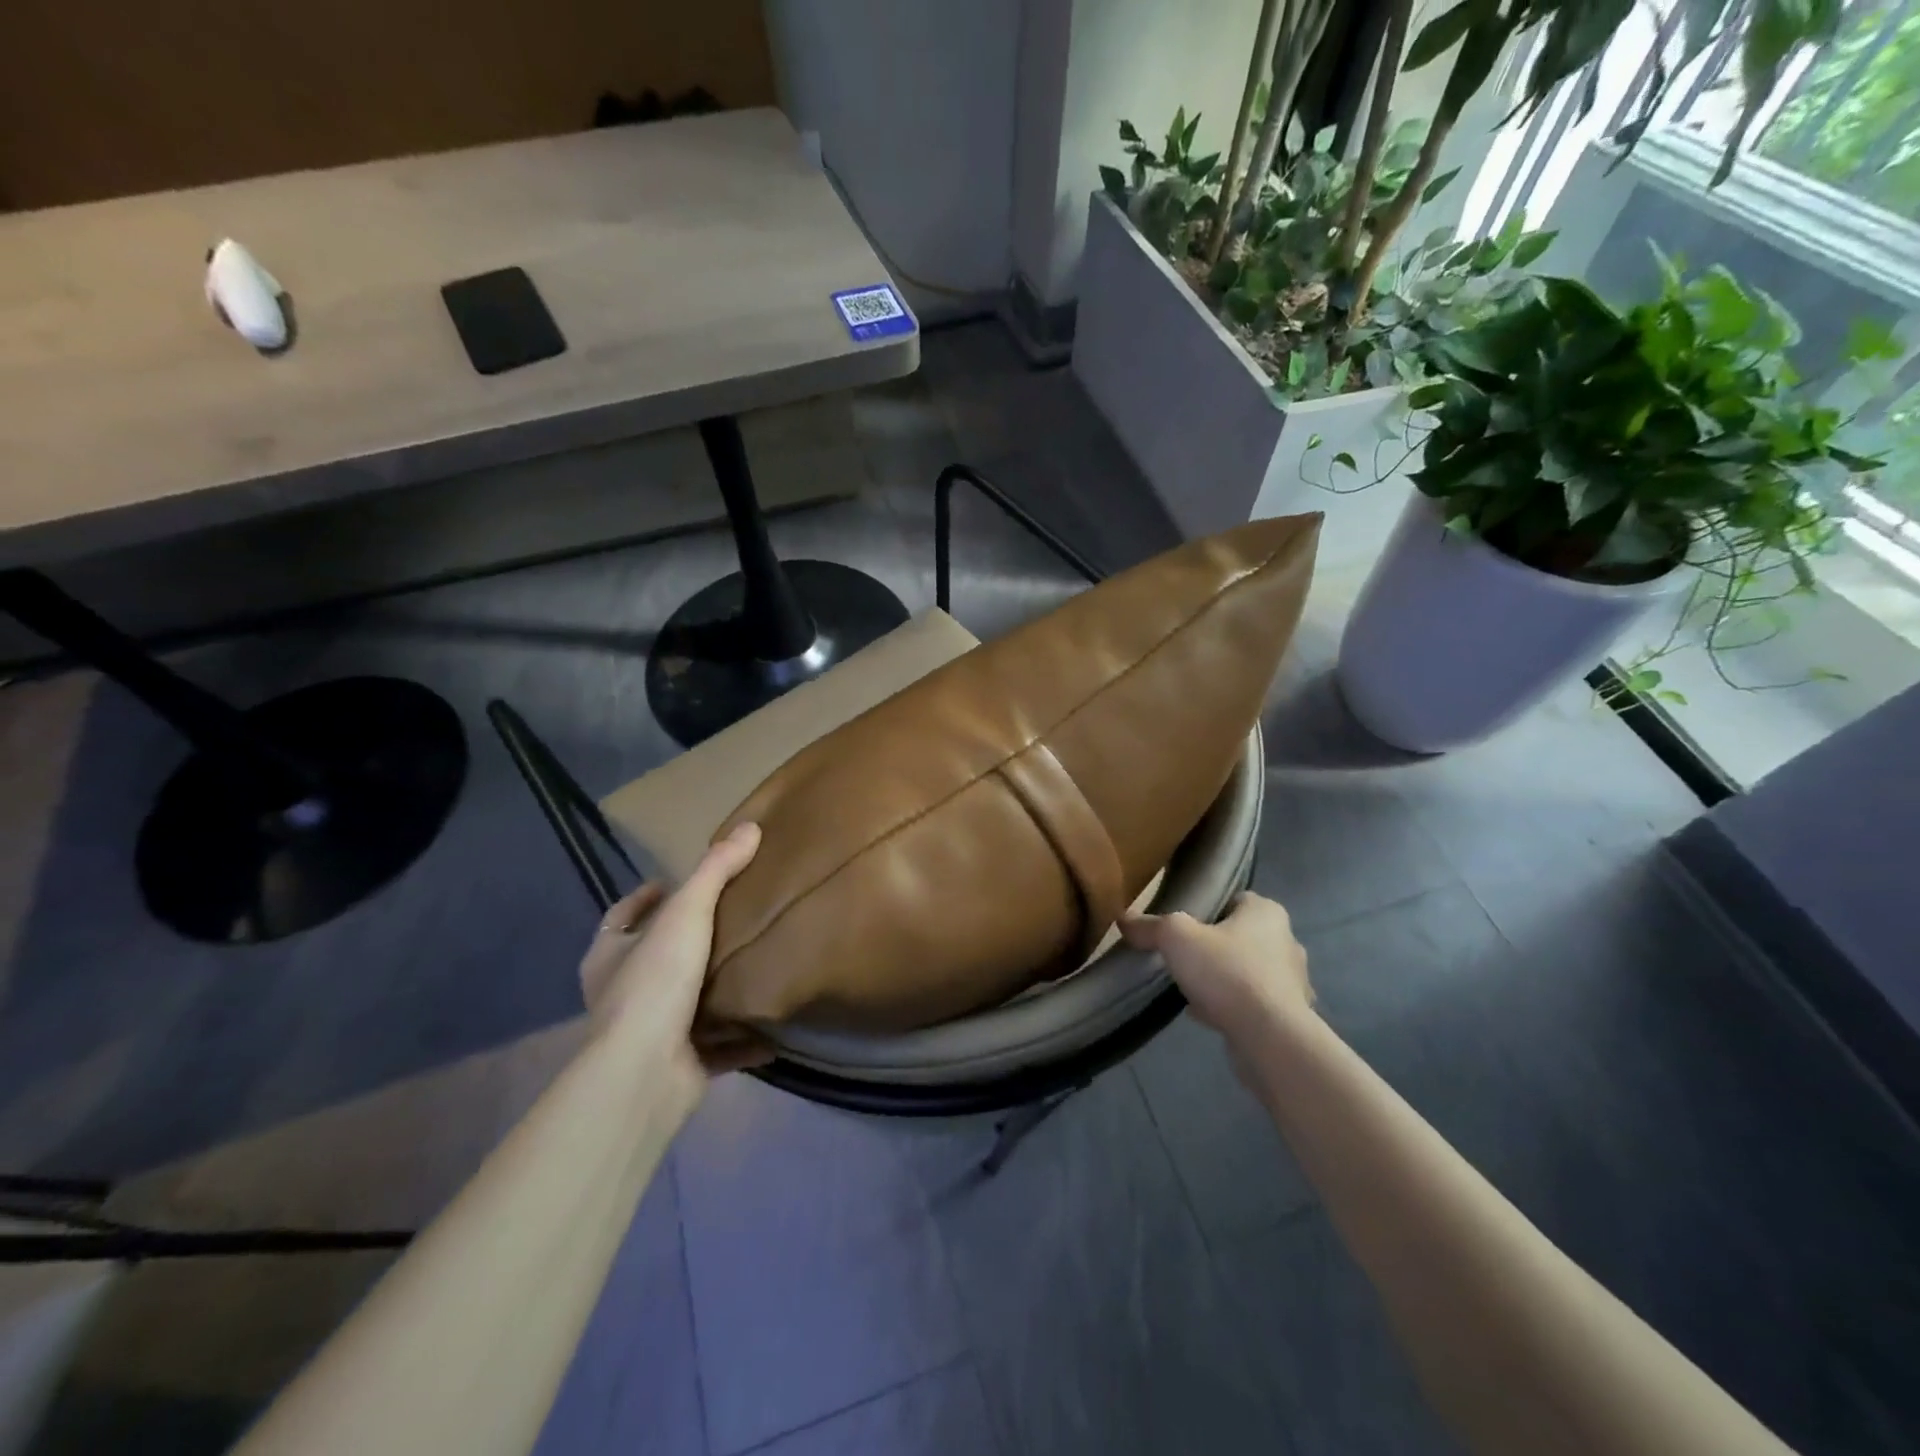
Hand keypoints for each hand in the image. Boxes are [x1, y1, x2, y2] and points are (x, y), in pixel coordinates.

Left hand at [577, 823, 770, 1109]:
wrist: (646, 1072)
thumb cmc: (655, 983)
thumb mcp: (687, 913)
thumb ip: (717, 870)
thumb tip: (750, 827)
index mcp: (609, 957)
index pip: (620, 918)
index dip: (643, 899)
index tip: (670, 884)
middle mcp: (623, 995)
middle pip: (653, 959)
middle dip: (687, 943)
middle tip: (729, 920)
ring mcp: (650, 1034)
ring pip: (686, 1005)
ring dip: (715, 992)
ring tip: (754, 966)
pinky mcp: (680, 1066)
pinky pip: (718, 1048)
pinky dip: (741, 1040)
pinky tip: (772, 1028)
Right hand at [1121, 892, 1312, 1031]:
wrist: (1270, 1038)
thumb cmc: (1227, 973)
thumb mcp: (1176, 938)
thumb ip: (1150, 926)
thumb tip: (1124, 919)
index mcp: (1266, 913)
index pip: (1234, 900)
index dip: (1207, 909)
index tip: (1182, 926)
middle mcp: (1285, 941)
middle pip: (1240, 936)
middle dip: (1214, 946)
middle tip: (1182, 957)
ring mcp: (1292, 982)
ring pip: (1247, 971)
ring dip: (1222, 978)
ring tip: (1190, 988)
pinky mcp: (1289, 1016)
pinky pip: (1252, 1003)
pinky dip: (1231, 1006)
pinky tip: (1204, 1015)